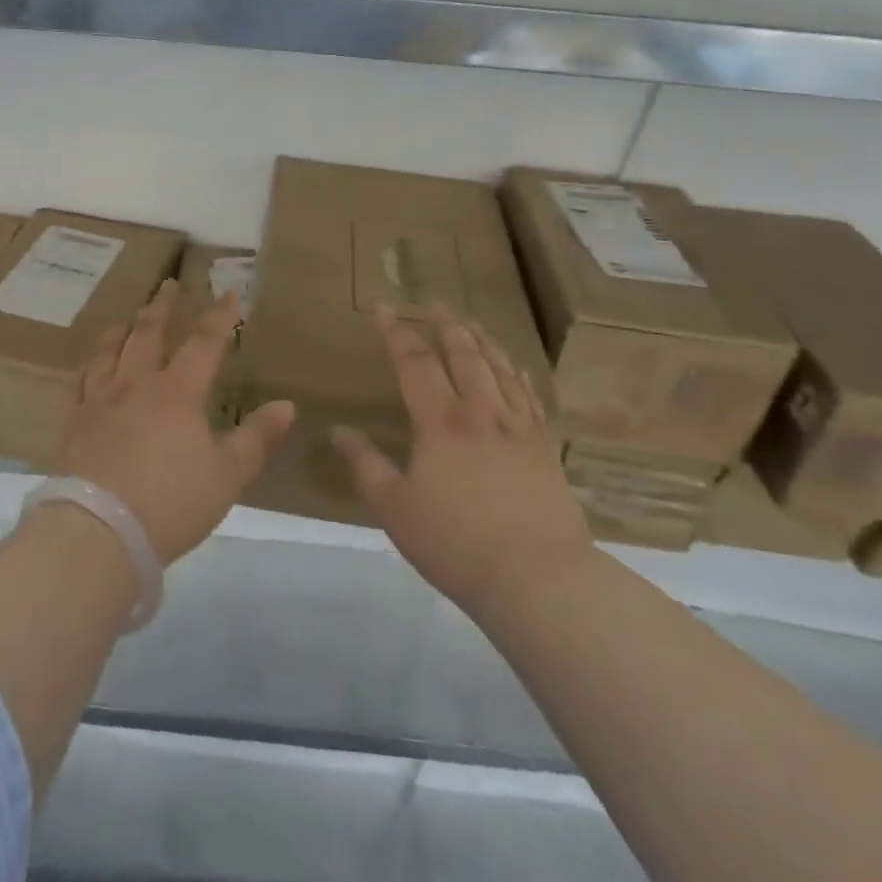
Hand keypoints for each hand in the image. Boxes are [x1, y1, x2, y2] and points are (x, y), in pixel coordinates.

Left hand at [57, 279, 294, 564]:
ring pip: (110, 351)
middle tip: (169, 284)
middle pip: (149, 334)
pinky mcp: (74, 424)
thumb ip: (256, 439)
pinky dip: (89, 366)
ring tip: (126, 318)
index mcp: (177, 393)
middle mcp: (136, 385)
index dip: (220, 316)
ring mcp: (100, 401)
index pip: (204, 343)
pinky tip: (89, 367)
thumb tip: (287, 406)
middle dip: (163, 307)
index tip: (230, 290)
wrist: (98, 532)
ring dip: (122, 330)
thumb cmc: (170, 503)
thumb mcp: (226, 476)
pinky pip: (80, 382)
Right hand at [332, 307, 591, 615]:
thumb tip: (337, 431)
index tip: (385, 309)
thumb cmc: (456, 543)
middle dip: (445, 325)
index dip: (398, 334)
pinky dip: (517, 374)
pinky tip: (514, 367)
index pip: (415, 363)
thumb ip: (365, 466)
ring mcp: (517, 427)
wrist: (537, 577)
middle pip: (463, 355)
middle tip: (434, 303)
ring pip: (498, 369)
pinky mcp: (543, 447)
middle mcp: (480, 412)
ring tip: (471, 322)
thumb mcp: (395, 508)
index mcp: (440, 422)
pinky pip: (529, 397)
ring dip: (481, 340)